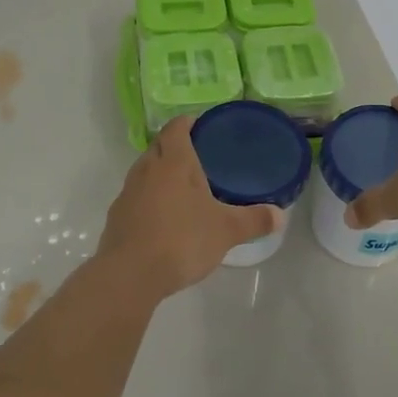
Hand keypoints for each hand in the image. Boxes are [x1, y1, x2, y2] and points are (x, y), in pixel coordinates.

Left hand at [91, 116, 280, 301]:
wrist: (130, 274)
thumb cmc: (182, 240)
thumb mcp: (226, 230)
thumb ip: (254, 220)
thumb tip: (280, 216)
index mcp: (174, 162)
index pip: (176, 127)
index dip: (188, 122)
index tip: (202, 126)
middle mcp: (147, 169)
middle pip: (159, 146)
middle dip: (175, 146)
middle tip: (199, 157)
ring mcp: (128, 192)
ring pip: (144, 170)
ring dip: (160, 173)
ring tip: (183, 188)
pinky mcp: (117, 217)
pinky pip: (135, 196)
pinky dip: (149, 198)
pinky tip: (164, 218)